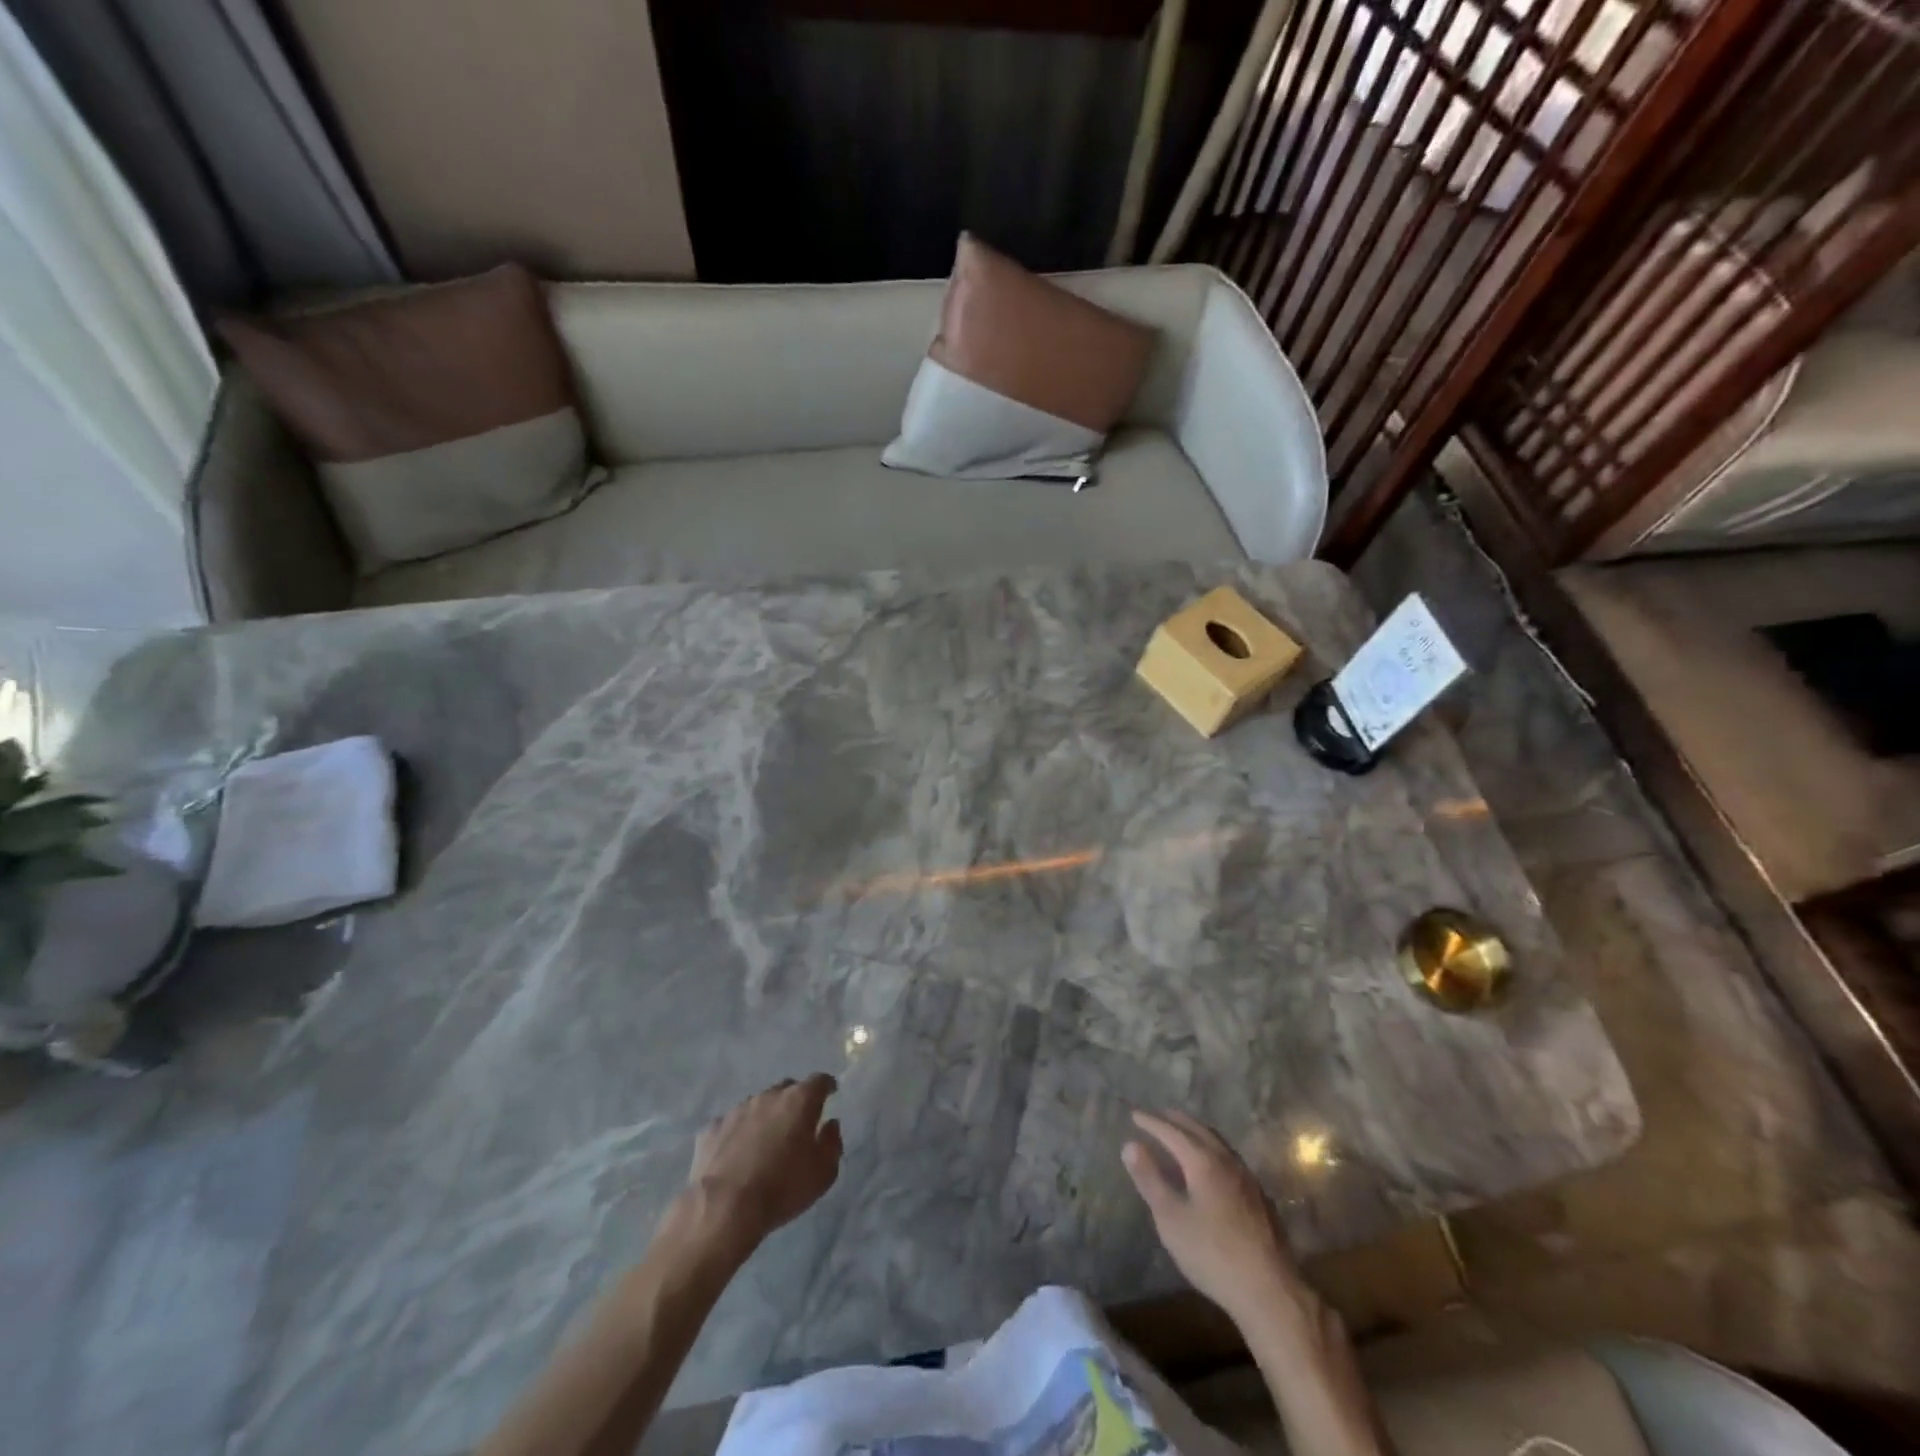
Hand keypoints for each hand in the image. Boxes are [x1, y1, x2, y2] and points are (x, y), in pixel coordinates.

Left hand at [685, 1076, 842, 1249]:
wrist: (724, 1208)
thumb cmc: (782, 1188)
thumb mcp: (823, 1173)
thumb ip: (832, 1143)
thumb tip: (830, 1125)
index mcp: (799, 1101)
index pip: (819, 1081)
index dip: (827, 1086)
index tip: (831, 1092)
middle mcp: (768, 1096)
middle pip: (786, 1089)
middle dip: (795, 1101)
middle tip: (798, 1122)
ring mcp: (736, 1110)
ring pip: (757, 1104)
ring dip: (765, 1117)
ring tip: (765, 1142)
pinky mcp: (711, 1129)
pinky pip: (730, 1125)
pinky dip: (738, 1134)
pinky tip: (736, 1155)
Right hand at [1123, 1109, 1301, 1324]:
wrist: (1271, 1291)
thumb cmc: (1213, 1254)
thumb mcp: (1171, 1219)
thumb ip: (1150, 1179)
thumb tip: (1130, 1145)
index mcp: (1203, 1161)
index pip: (1172, 1132)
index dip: (1151, 1122)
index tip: (1134, 1114)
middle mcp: (1227, 1161)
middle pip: (1198, 1130)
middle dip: (1176, 1121)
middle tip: (1158, 1115)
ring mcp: (1247, 1178)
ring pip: (1218, 1143)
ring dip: (1197, 1133)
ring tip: (1183, 1135)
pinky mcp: (1260, 1198)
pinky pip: (1229, 1159)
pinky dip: (1212, 1150)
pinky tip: (1211, 1167)